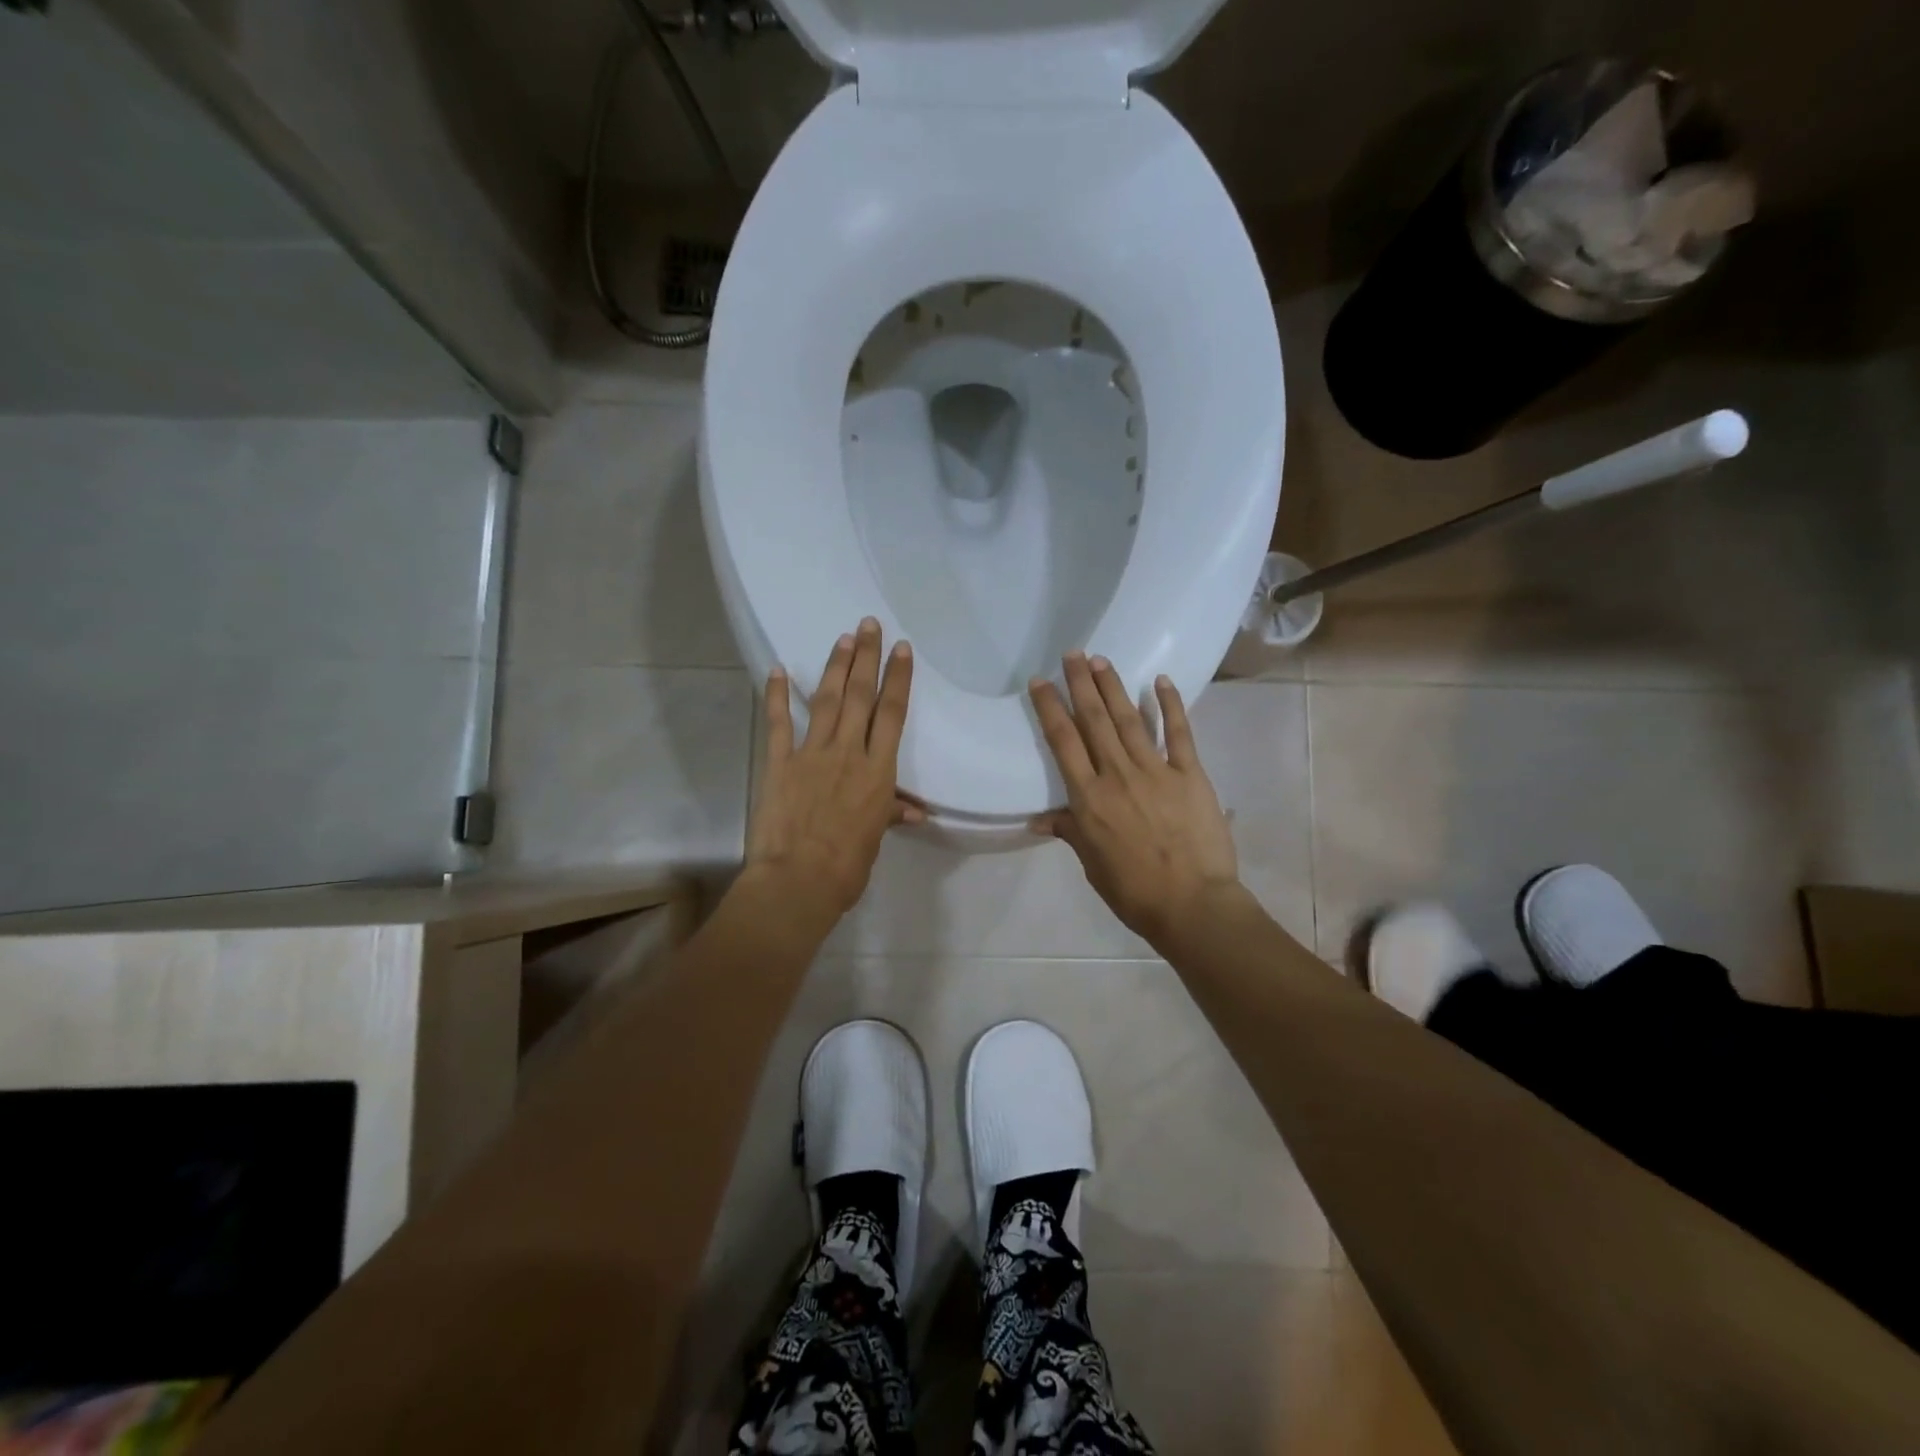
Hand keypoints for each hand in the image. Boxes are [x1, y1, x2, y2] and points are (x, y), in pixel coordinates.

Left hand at [747, 617, 920, 916]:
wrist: (798, 881)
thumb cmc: (846, 866)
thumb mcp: (875, 838)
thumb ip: (891, 814)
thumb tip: (915, 811)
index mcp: (878, 771)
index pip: (892, 714)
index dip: (898, 678)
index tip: (902, 649)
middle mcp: (849, 752)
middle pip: (861, 695)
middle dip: (867, 657)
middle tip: (869, 624)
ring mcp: (812, 753)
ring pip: (827, 701)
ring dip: (835, 667)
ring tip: (843, 638)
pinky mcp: (780, 762)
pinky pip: (779, 723)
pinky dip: (777, 695)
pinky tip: (779, 670)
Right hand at [1029, 652, 1240, 949]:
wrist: (1193, 905)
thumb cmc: (1134, 891)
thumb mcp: (1092, 864)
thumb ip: (1071, 833)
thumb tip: (1041, 819)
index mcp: (1089, 798)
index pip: (1064, 742)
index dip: (1050, 708)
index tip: (1040, 682)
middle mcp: (1118, 775)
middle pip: (1094, 720)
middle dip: (1080, 684)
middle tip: (1072, 653)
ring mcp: (1156, 771)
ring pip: (1130, 719)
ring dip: (1113, 687)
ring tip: (1100, 660)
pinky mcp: (1190, 774)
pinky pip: (1178, 733)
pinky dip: (1170, 705)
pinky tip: (1160, 681)